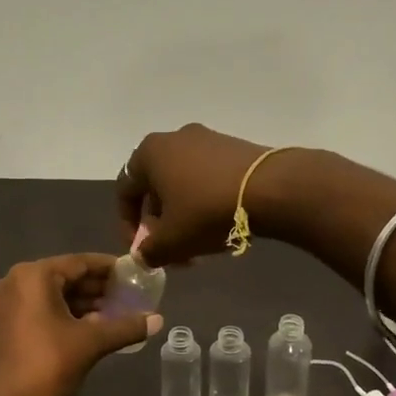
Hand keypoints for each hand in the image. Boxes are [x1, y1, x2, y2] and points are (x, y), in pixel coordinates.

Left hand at [0, 254, 162, 395]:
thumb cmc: (47, 367)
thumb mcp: (91, 344)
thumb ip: (125, 327)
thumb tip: (158, 320)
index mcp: (33, 276)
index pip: (80, 263)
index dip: (111, 269)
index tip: (135, 276)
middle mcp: (13, 281)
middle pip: (64, 277)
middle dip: (97, 289)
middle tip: (128, 298)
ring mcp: (2, 302)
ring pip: (51, 295)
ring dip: (81, 304)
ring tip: (113, 315)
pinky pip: (37, 309)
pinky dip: (61, 314)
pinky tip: (87, 328)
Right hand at [114, 124, 277, 265]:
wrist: (270, 188)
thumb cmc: (206, 211)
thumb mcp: (171, 241)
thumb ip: (149, 252)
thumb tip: (143, 257)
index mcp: (150, 153)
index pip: (125, 191)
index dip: (128, 225)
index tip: (141, 250)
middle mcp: (175, 138)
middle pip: (157, 189)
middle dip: (162, 225)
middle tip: (173, 253)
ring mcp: (207, 139)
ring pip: (184, 185)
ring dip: (184, 217)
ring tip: (198, 246)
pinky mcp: (234, 148)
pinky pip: (208, 178)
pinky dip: (206, 202)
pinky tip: (220, 226)